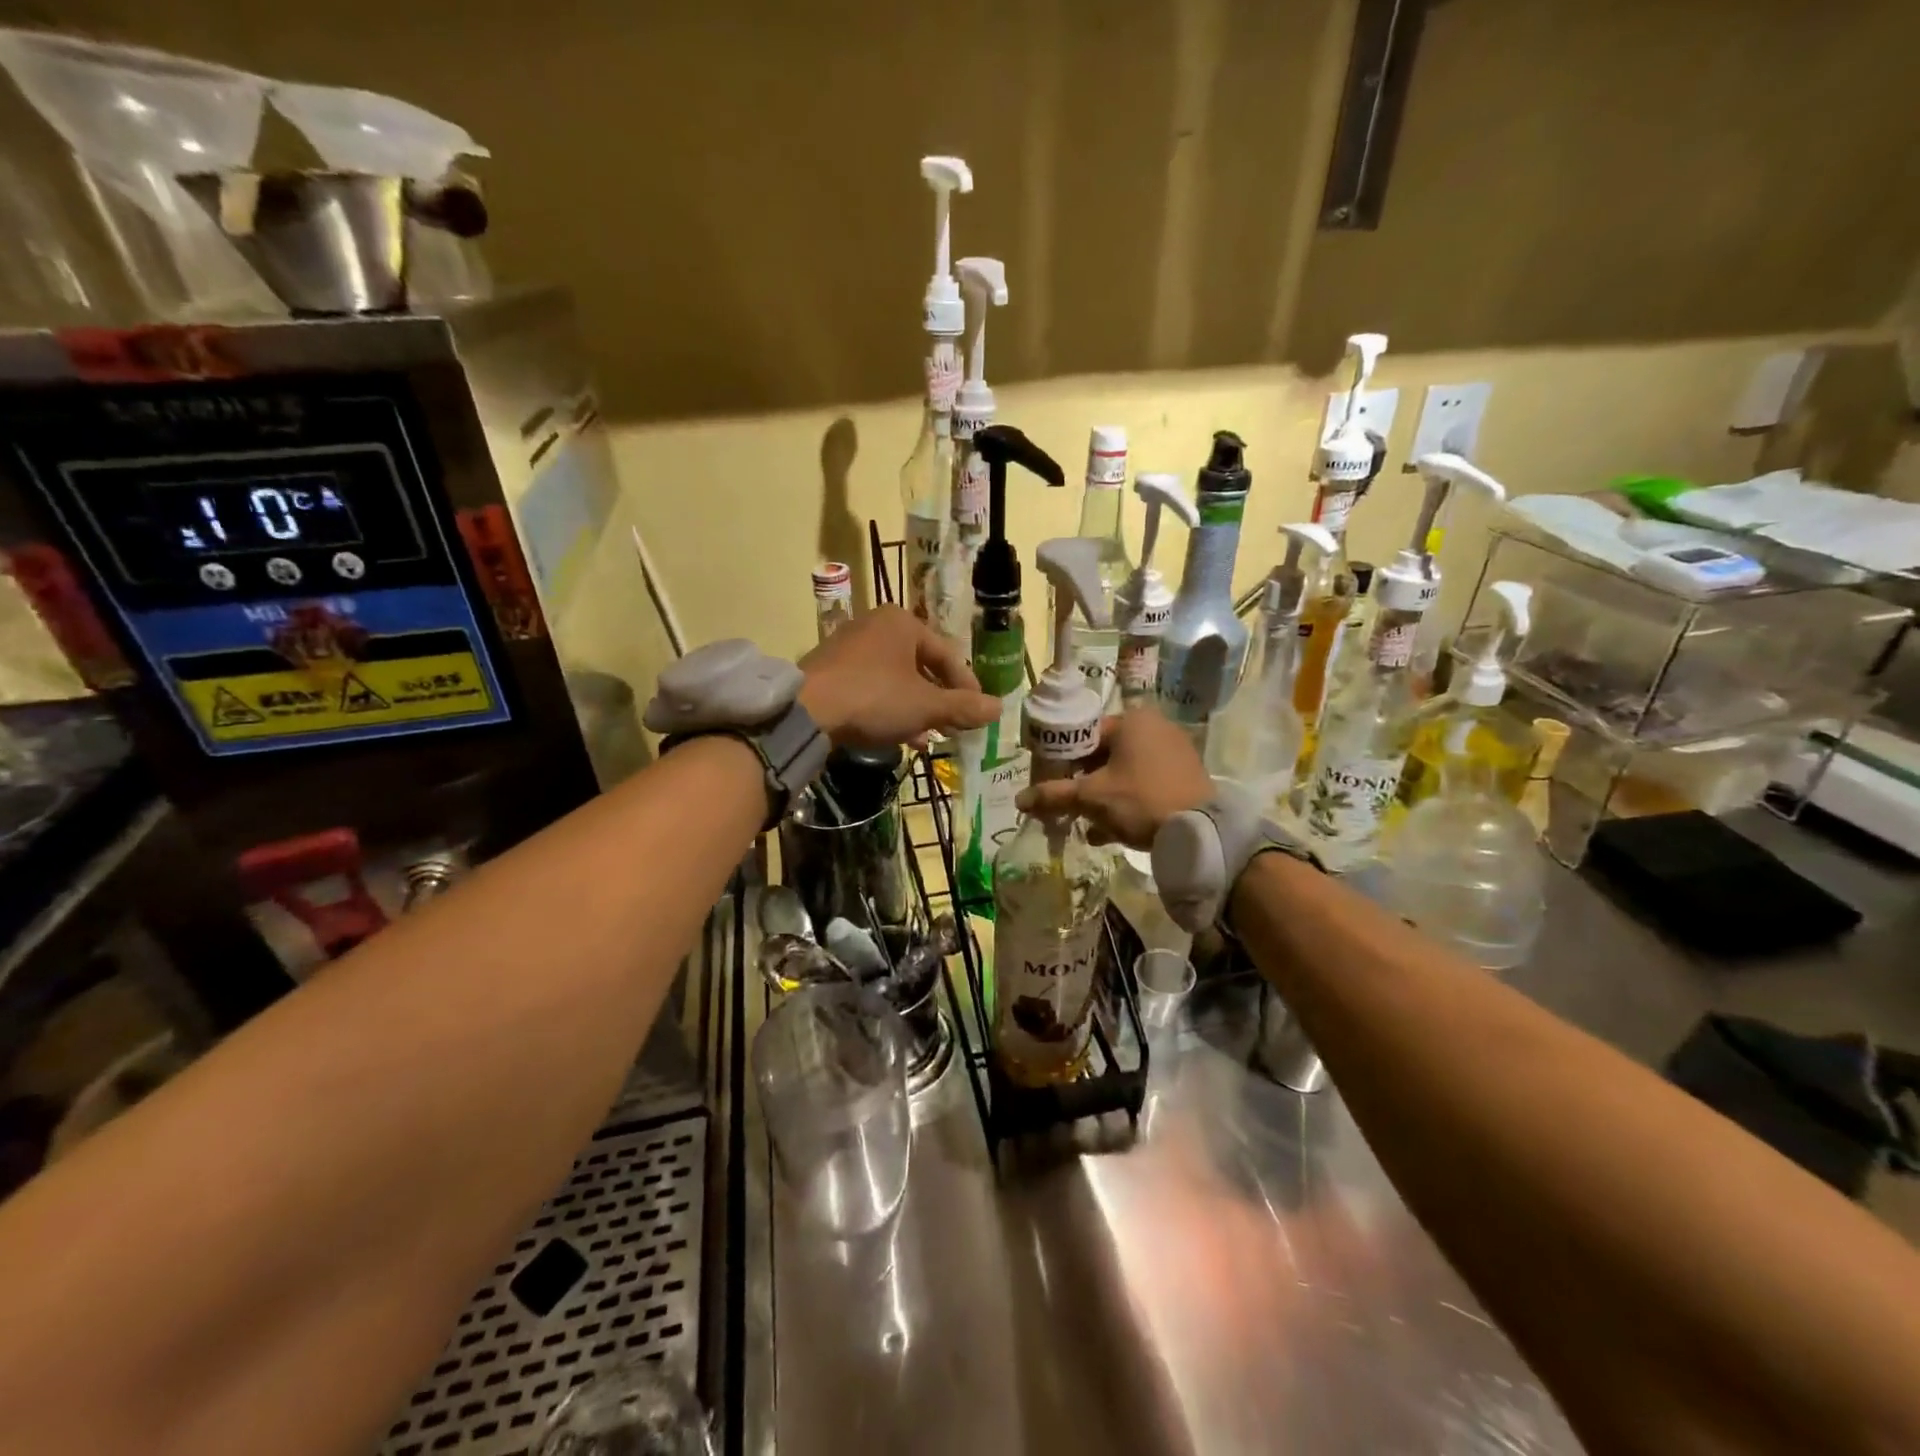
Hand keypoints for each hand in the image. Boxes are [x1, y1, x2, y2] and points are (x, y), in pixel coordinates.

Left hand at [798, 606, 998, 747]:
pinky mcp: (830, 669)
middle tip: (953, 727)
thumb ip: (963, 707)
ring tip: (927, 736)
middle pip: (921, 666)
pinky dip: (889, 707)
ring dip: (916, 708)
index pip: (947, 654)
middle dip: (939, 701)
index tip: (977, 713)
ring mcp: (849, 646)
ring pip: (896, 679)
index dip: (967, 686)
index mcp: (903, 622)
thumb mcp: (925, 706)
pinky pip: (872, 686)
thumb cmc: (874, 698)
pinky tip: (897, 734)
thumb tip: (999, 708)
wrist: (806, 711)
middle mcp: (876, 625)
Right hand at [1014, 707, 1212, 848]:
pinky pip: (1145, 783)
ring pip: (1125, 771)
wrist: (1200, 832)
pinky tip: (1111, 830)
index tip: (1052, 783)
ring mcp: (1175, 751)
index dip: (1063, 760)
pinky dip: (1127, 801)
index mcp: (1132, 720)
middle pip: (1104, 754)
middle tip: (1068, 805)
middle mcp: (1155, 727)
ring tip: (1087, 823)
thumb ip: (1054, 795)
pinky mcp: (1186, 775)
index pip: (1084, 735)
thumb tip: (1019, 800)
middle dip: (1083, 782)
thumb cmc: (1140, 801)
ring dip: (1103, 796)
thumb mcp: (1091, 798)